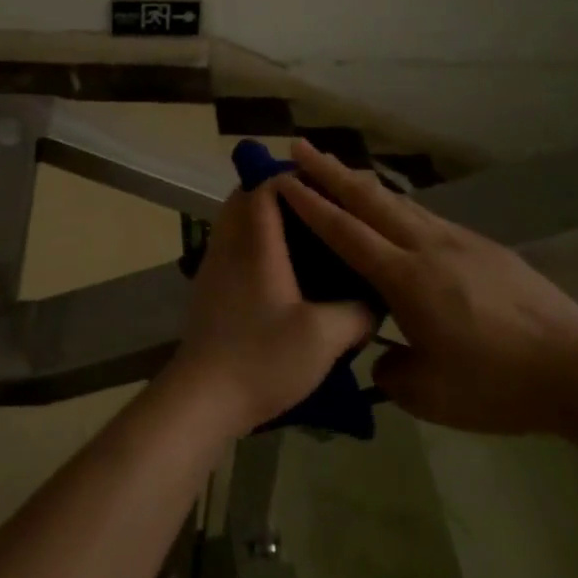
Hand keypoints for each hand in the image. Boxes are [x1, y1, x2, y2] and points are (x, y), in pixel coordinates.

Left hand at [161, 184, 375, 438]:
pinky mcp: (209, 290)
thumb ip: (357, 312)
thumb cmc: (262, 358)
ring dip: (264, 220)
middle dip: (278, 195)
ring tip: (306, 238)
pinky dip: (255, 244)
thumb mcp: (324, 337)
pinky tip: (284, 273)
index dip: (293, 179)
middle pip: (244, 199)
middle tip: (317, 209)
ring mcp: (213, 267)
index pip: (265, 187)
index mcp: (255, 244)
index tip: (327, 187)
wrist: (202, 398)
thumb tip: (374, 300)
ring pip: (235, 223)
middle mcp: (228, 245)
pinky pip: (232, 248)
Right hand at [274, 140, 577, 434]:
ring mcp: (458, 241)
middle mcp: (426, 248)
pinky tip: (395, 207)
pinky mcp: (483, 246)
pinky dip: (397, 202)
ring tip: (338, 167)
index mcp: (406, 280)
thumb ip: (393, 374)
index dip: (311, 205)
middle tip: (299, 147)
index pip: (346, 233)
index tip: (284, 179)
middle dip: (329, 171)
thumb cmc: (498, 385)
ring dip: (362, 181)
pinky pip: (426, 216)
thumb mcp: (431, 396)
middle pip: (369, 199)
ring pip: (399, 201)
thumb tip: (384, 360)